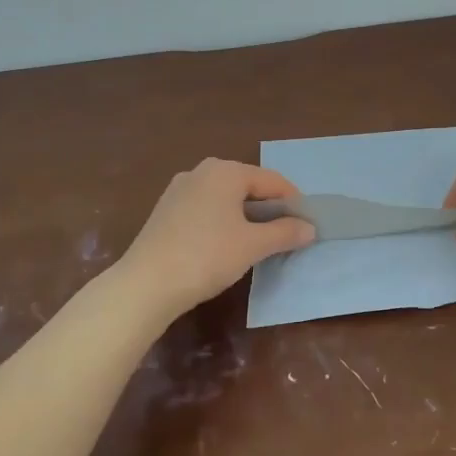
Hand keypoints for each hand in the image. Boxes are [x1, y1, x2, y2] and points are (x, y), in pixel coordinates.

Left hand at [117, 159, 315, 318]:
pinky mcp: (165, 210)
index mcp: (226, 171)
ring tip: (259, 240)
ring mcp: (179, 189)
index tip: (307, 224)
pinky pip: (205, 208)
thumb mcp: (253, 245)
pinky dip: (222, 220)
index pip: (272, 180)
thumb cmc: (207, 256)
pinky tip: (226, 244)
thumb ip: (284, 233)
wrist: (146, 284)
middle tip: (286, 233)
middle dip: (269, 207)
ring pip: (225, 197)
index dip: (293, 201)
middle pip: (247, 185)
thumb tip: (309, 228)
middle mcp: (202, 171)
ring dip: (245, 215)